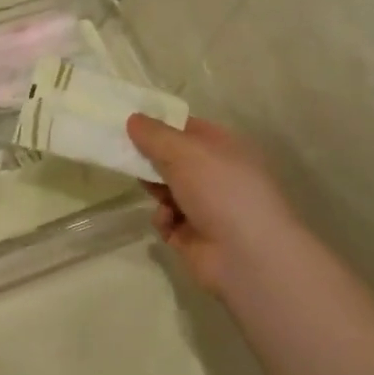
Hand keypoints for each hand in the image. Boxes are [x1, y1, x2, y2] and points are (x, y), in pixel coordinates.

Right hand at [126, 116, 302, 294]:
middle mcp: (216, 174)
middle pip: (172, 159)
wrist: (247, 255)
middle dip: (151, 159)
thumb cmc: (220, 190)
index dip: (159, 124)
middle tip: (127, 157)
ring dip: (155, 189)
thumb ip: (154, 134)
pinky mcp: (193, 235)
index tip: (129, 123)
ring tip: (156, 194)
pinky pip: (166, 218)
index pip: (187, 128)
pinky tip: (169, 222)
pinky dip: (163, 218)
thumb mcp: (184, 151)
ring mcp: (205, 206)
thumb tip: (133, 118)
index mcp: (223, 147)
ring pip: (165, 188)